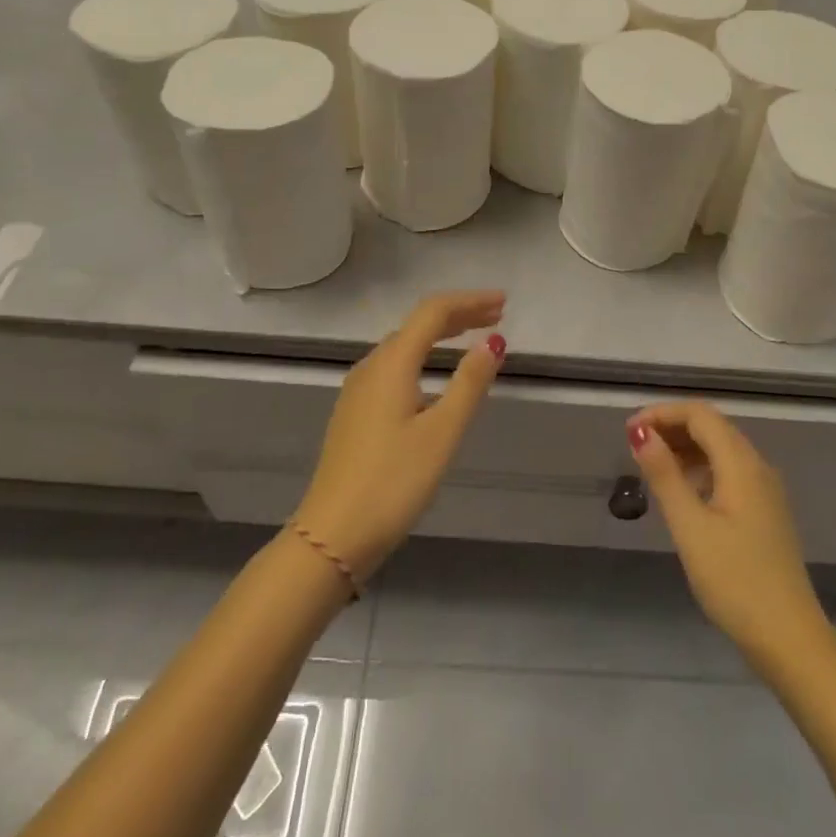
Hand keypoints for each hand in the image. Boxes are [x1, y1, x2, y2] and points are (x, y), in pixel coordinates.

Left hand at [293, 290, 505, 583]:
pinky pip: (394, 367)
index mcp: (391, 363)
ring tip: (473, 339)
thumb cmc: (393, 482)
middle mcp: (371, 366)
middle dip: (459, 315)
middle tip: (497, 316)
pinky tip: (435, 376)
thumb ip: (469, 382)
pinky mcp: (355, 412)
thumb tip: (493, 340)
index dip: (470, 301)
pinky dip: (423, 357)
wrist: (331, 535)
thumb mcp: (442, 432)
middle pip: (417, 324)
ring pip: (404, 345)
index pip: (433, 312)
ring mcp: (358, 390)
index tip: (503, 302)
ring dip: (440, 335)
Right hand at [629, 402, 830, 663]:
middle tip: (635, 446)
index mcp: (741, 463)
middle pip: (712, 426)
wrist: (789, 639)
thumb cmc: (735, 580)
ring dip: (686, 447)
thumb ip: (664, 475)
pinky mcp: (765, 512)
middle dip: (673, 427)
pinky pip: (730, 471)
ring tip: (652, 466)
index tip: (630, 431)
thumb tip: (641, 432)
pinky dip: (702, 468)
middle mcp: (757, 466)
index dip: (663, 413)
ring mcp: (765, 490)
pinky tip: (683, 491)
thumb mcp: (690, 527)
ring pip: (722, 449)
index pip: (700, 414)